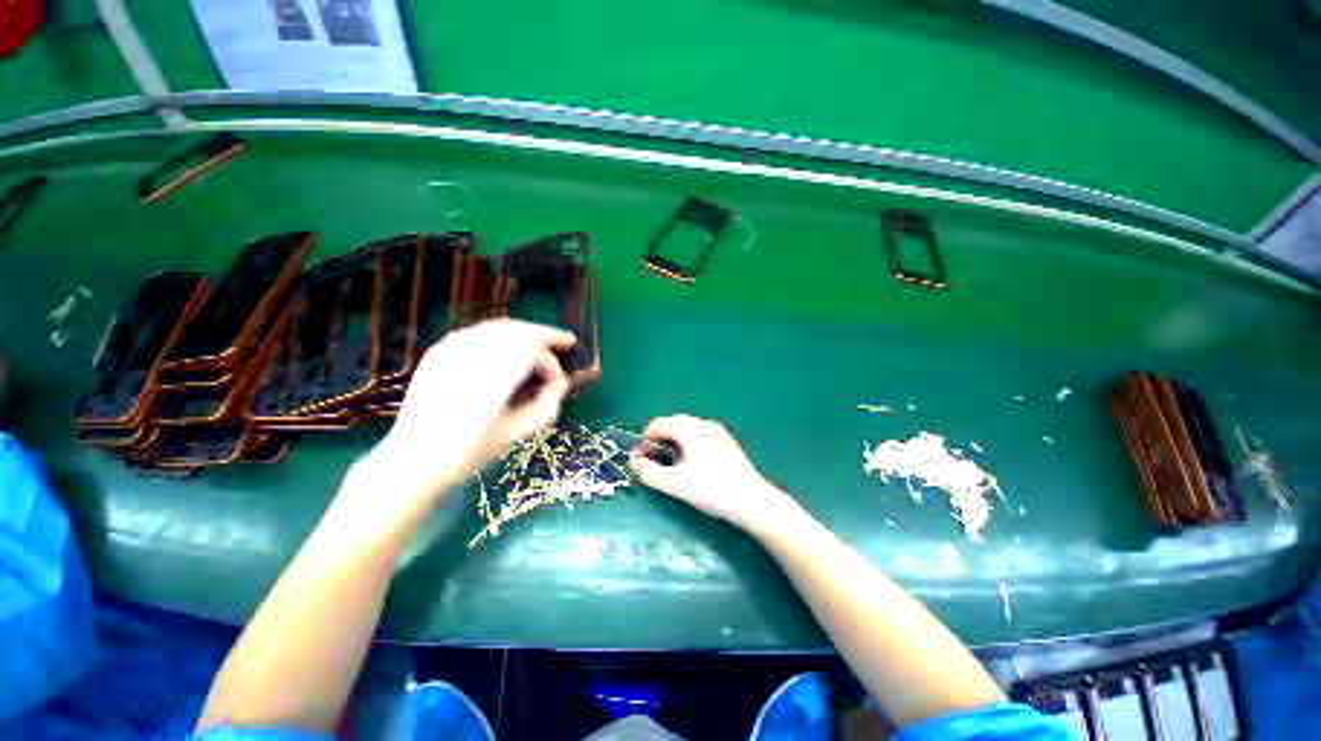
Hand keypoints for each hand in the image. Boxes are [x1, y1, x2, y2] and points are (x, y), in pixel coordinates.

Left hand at [371, 319, 576, 497]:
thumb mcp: (515, 434)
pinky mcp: (438, 351)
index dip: (550, 363)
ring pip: (498, 327)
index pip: (531, 353)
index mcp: (487, 383)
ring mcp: (448, 351)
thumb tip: (562, 381)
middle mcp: (467, 359)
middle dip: (545, 334)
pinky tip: (512, 343)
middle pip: (517, 331)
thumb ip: (546, 405)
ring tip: (543, 341)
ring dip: (526, 331)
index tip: (558, 382)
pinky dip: (502, 333)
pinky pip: (479, 332)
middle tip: (566, 341)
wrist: (412, 459)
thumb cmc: (468, 453)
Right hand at [628, 415, 798, 533]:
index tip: (640, 460)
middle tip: (653, 463)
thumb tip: (634, 461)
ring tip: (671, 466)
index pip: (657, 424)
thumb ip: (648, 472)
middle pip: (672, 424)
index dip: (644, 440)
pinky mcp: (726, 441)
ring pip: (687, 430)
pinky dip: (688, 444)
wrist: (752, 499)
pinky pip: (700, 436)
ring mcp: (717, 430)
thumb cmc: (711, 489)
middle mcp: (702, 423)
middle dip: (658, 441)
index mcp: (688, 427)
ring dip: (673, 443)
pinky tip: (692, 465)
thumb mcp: (674, 483)